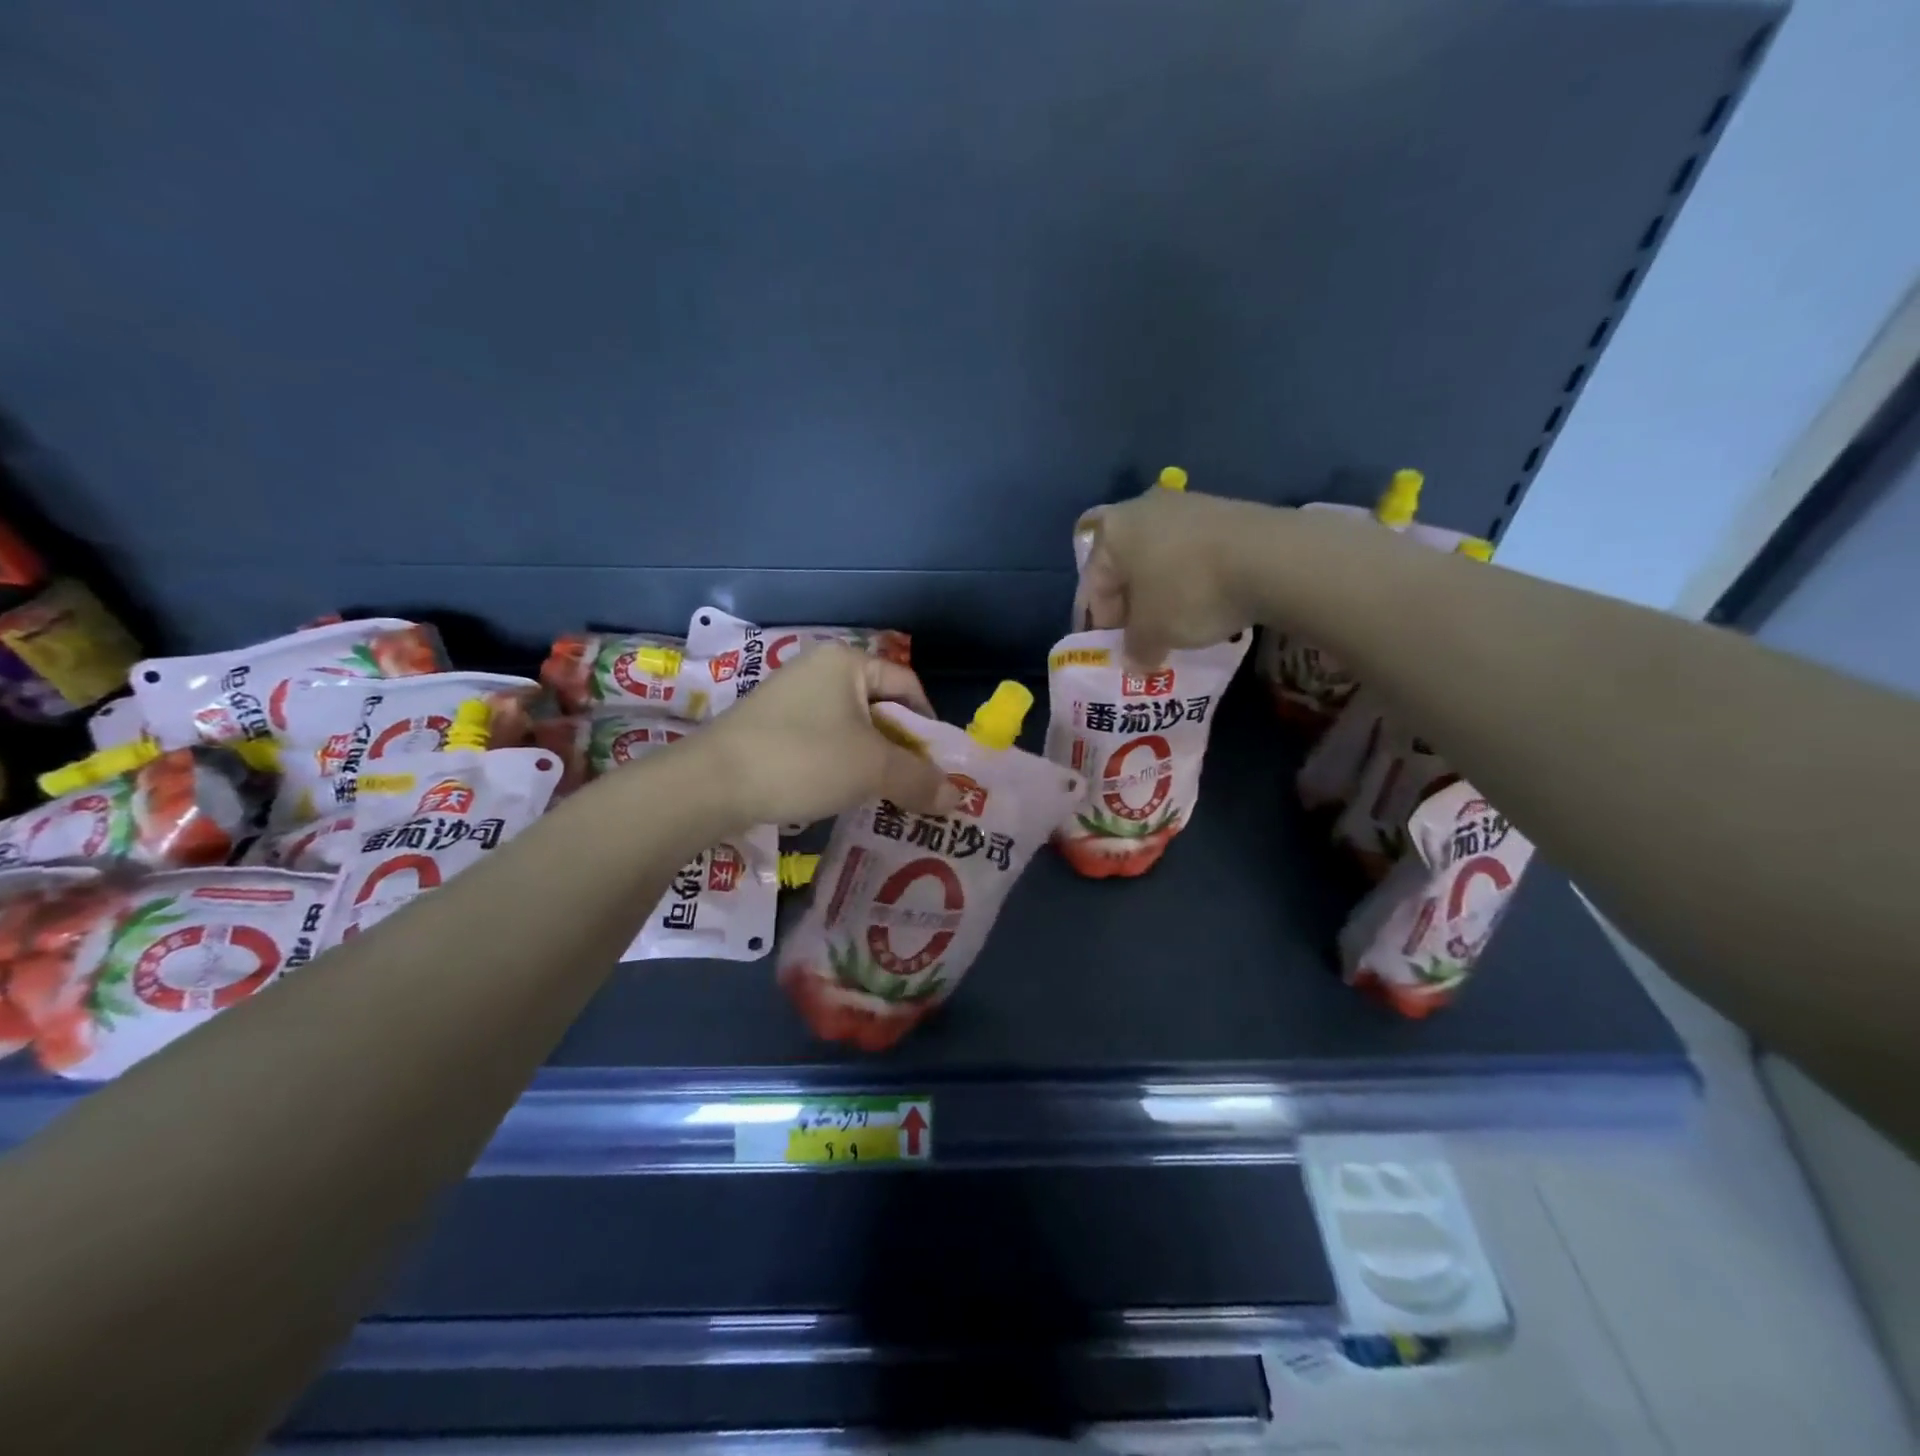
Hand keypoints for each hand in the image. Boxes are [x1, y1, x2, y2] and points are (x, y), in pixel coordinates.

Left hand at [696, 644, 959, 828]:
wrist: (710, 785)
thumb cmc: (803, 760)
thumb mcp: (871, 769)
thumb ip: (919, 779)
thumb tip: (957, 797)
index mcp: (847, 662)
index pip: (909, 686)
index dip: (930, 726)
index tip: (939, 766)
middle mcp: (819, 669)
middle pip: (880, 707)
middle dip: (902, 749)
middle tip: (917, 787)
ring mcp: (791, 697)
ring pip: (851, 728)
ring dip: (873, 761)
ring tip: (885, 796)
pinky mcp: (771, 726)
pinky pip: (823, 740)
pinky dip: (841, 765)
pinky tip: (843, 794)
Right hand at [1076, 488, 1279, 665]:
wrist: (1272, 558)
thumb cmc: (1189, 592)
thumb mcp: (1153, 633)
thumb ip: (1135, 648)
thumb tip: (1134, 662)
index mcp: (1112, 532)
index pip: (1092, 584)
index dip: (1098, 623)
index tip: (1113, 651)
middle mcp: (1143, 508)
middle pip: (1125, 565)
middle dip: (1129, 604)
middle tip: (1140, 637)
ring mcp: (1187, 505)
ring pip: (1159, 557)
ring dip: (1161, 591)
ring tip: (1175, 624)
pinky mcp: (1224, 511)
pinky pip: (1192, 552)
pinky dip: (1190, 578)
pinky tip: (1206, 603)